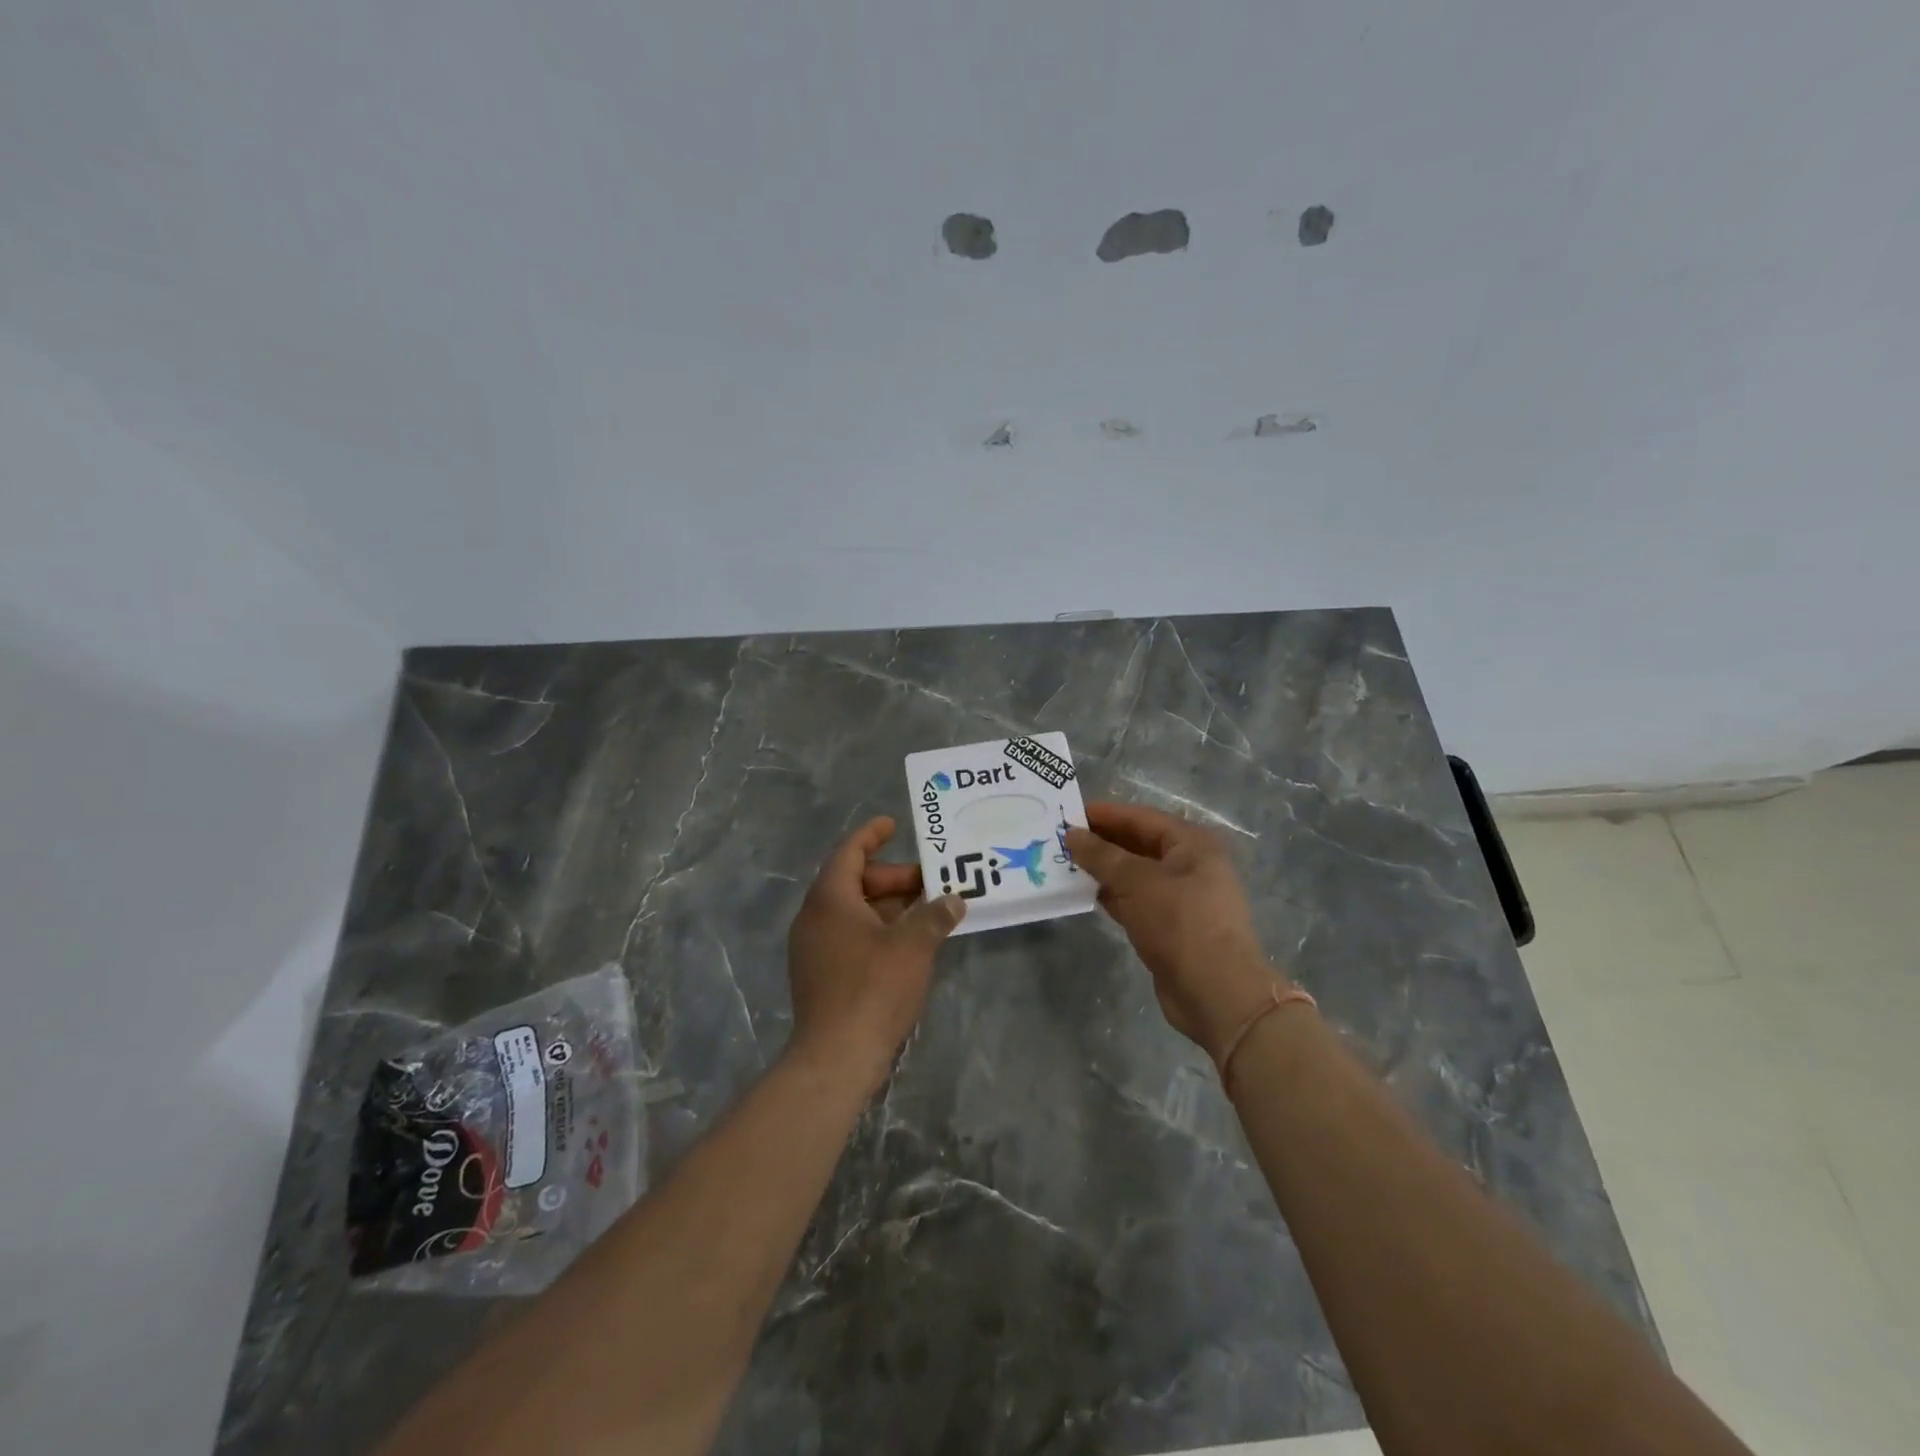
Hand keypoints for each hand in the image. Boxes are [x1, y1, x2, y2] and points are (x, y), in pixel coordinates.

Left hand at [786, 816, 965, 1093]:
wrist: (836, 1057)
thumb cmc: (873, 988)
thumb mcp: (913, 945)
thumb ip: (935, 916)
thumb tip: (954, 899)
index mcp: (830, 899)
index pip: (849, 853)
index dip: (871, 835)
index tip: (893, 824)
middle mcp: (815, 918)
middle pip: (854, 882)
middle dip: (893, 878)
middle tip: (929, 882)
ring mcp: (814, 948)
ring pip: (854, 912)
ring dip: (889, 907)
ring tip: (927, 910)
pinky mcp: (820, 974)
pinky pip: (850, 936)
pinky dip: (878, 930)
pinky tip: (908, 943)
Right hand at [1065, 801, 1285, 1060]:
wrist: (1216, 993)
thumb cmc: (1180, 923)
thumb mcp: (1137, 882)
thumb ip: (1101, 855)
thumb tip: (1071, 834)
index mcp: (1192, 844)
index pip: (1141, 817)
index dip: (1105, 814)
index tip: (1068, 813)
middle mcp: (1189, 865)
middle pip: (1138, 844)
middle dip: (1101, 842)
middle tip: (1060, 839)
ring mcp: (1180, 898)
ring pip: (1134, 874)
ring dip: (1102, 869)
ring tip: (1064, 863)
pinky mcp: (1168, 926)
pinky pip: (1134, 900)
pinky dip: (1111, 895)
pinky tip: (1083, 892)